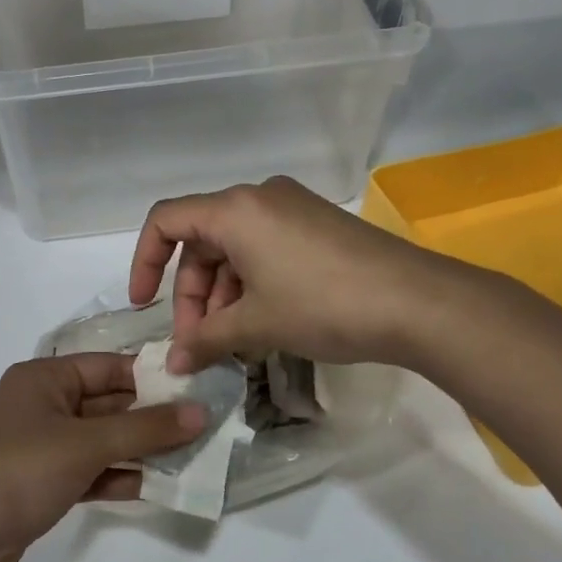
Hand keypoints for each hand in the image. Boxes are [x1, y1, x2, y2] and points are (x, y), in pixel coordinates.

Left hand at [0, 355, 204, 561]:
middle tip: (201, 428)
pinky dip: (114, 476)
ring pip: (98, 440)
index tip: (195, 390)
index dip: (151, 377)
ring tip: (188, 459)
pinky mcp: (37, 484)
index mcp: (43, 377)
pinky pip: (86, 471)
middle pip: (105, 404)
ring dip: (137, 450)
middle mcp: (40, 404)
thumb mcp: (87, 444)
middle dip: (150, 418)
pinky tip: (152, 487)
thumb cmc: (20, 471)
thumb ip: (146, 429)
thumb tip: (200, 413)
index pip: (108, 366)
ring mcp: (37, 446)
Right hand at [129, 177, 450, 374]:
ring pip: (235, 249)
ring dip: (223, 295)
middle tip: (199, 344)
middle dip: (192, 294)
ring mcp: (292, 209)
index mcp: (235, 209)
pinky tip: (262, 325)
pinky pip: (265, 249)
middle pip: (202, 241)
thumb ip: (206, 340)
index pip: (166, 221)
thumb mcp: (257, 325)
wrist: (418, 302)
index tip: (143, 307)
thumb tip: (173, 364)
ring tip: (232, 343)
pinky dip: (252, 284)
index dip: (144, 262)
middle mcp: (259, 198)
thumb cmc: (323, 304)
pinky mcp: (317, 225)